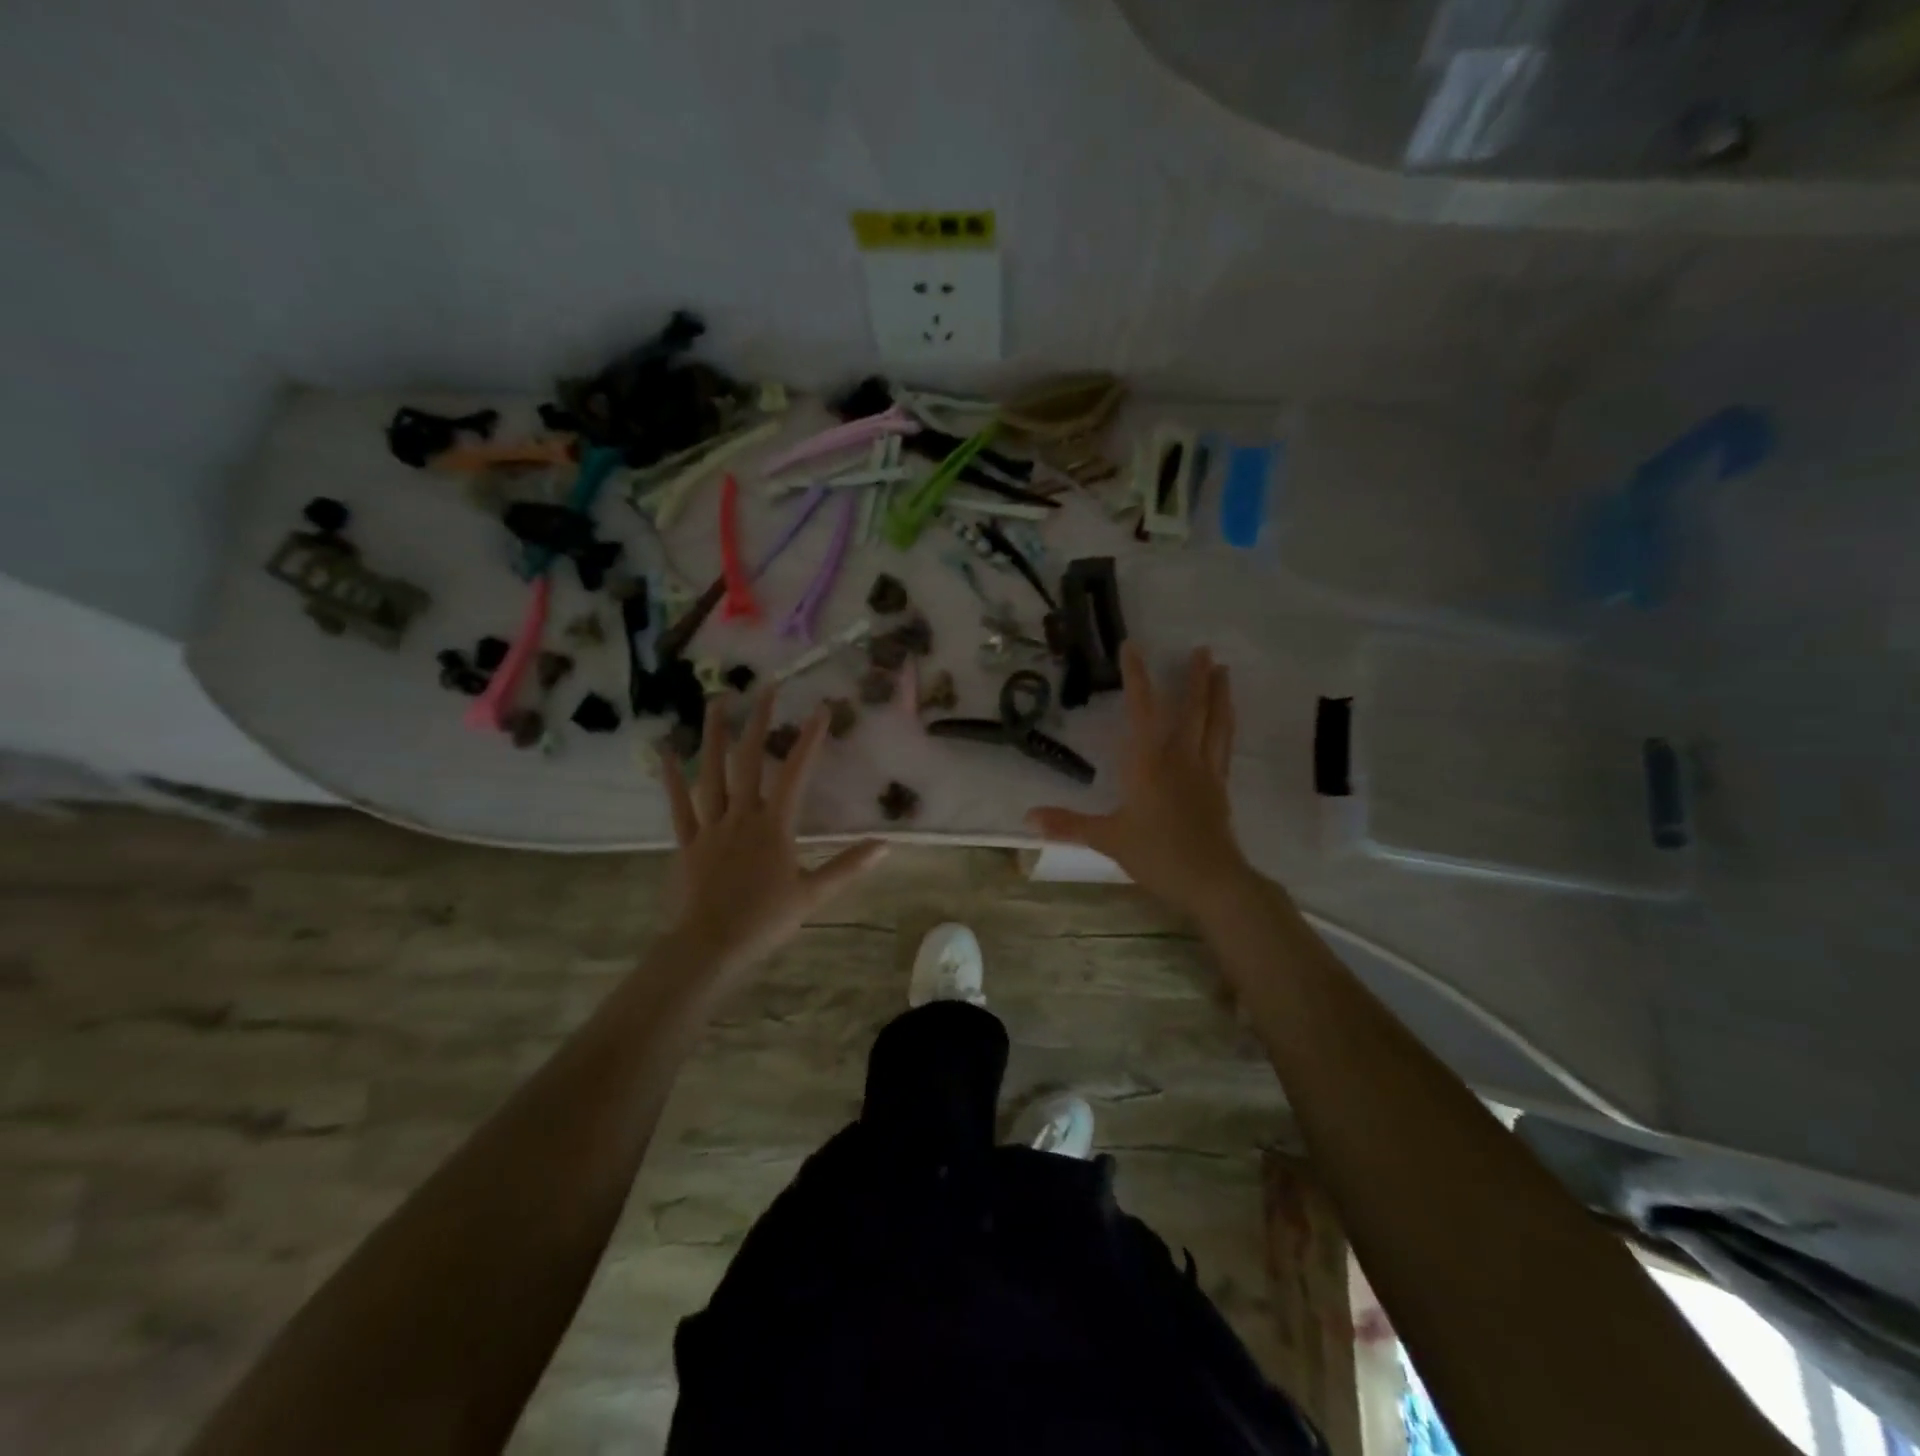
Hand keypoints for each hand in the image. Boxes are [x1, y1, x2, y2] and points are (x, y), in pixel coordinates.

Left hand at [660, 693, 886, 973]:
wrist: (710, 946)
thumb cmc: (765, 921)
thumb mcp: (813, 894)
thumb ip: (848, 866)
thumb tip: (886, 845)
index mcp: (774, 826)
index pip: (796, 773)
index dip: (810, 739)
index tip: (822, 709)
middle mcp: (741, 815)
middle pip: (749, 759)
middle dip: (760, 721)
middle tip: (767, 687)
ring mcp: (710, 826)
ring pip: (711, 772)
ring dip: (714, 735)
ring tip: (718, 700)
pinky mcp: (687, 842)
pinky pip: (678, 805)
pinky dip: (672, 778)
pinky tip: (666, 751)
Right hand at [1027, 643, 1250, 919]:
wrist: (1211, 881)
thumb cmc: (1157, 854)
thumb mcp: (1108, 839)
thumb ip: (1068, 824)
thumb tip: (1027, 817)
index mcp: (1149, 764)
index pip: (1142, 711)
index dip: (1137, 677)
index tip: (1133, 646)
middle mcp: (1181, 759)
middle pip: (1192, 710)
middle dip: (1196, 678)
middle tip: (1203, 649)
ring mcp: (1205, 772)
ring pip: (1215, 724)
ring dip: (1219, 695)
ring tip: (1225, 671)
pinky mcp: (1220, 788)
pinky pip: (1224, 746)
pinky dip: (1226, 726)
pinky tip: (1226, 721)